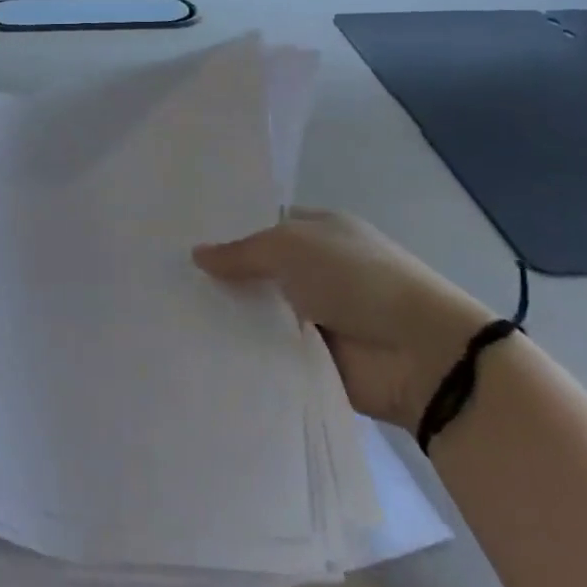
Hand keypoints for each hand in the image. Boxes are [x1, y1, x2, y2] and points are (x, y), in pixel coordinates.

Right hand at [194, 209, 492, 430]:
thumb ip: (241, 252)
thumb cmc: (356, 278)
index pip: (263, 226)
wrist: (421, 354)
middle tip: (165, 282)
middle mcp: (316, 270)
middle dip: (222, 278)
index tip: (181, 242)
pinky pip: (270, 352)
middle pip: (258, 271)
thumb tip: (196, 255)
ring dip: (231, 318)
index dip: (228, 233)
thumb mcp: (290, 246)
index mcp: (318, 231)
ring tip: (171, 318)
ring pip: (260, 313)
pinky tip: (200, 351)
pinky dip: (246, 353)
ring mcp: (316, 316)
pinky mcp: (315, 360)